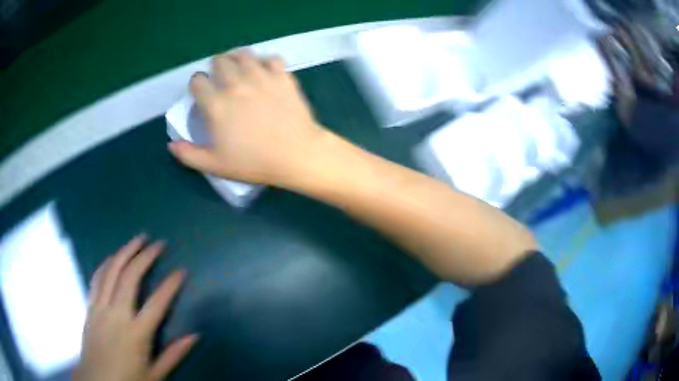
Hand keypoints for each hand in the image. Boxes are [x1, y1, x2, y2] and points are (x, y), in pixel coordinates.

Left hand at [73, 235, 196, 380]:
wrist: (97, 380)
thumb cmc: (128, 380)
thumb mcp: (155, 375)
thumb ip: (174, 355)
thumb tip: (194, 336)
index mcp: (136, 334)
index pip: (156, 304)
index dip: (170, 286)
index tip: (181, 271)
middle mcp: (116, 315)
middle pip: (130, 277)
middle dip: (145, 257)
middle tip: (157, 243)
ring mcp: (100, 307)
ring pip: (111, 271)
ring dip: (124, 252)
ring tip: (137, 240)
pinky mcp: (90, 306)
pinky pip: (97, 278)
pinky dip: (106, 263)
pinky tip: (113, 257)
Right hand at [168, 50, 329, 186]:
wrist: (296, 154)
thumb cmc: (254, 162)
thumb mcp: (215, 165)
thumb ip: (189, 155)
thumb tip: (171, 145)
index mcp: (216, 104)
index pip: (197, 81)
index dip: (196, 84)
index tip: (201, 92)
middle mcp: (236, 84)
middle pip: (219, 60)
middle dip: (216, 67)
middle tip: (220, 78)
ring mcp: (261, 77)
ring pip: (244, 54)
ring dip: (237, 58)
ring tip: (240, 69)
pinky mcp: (283, 76)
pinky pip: (272, 58)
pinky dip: (266, 61)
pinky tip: (266, 71)